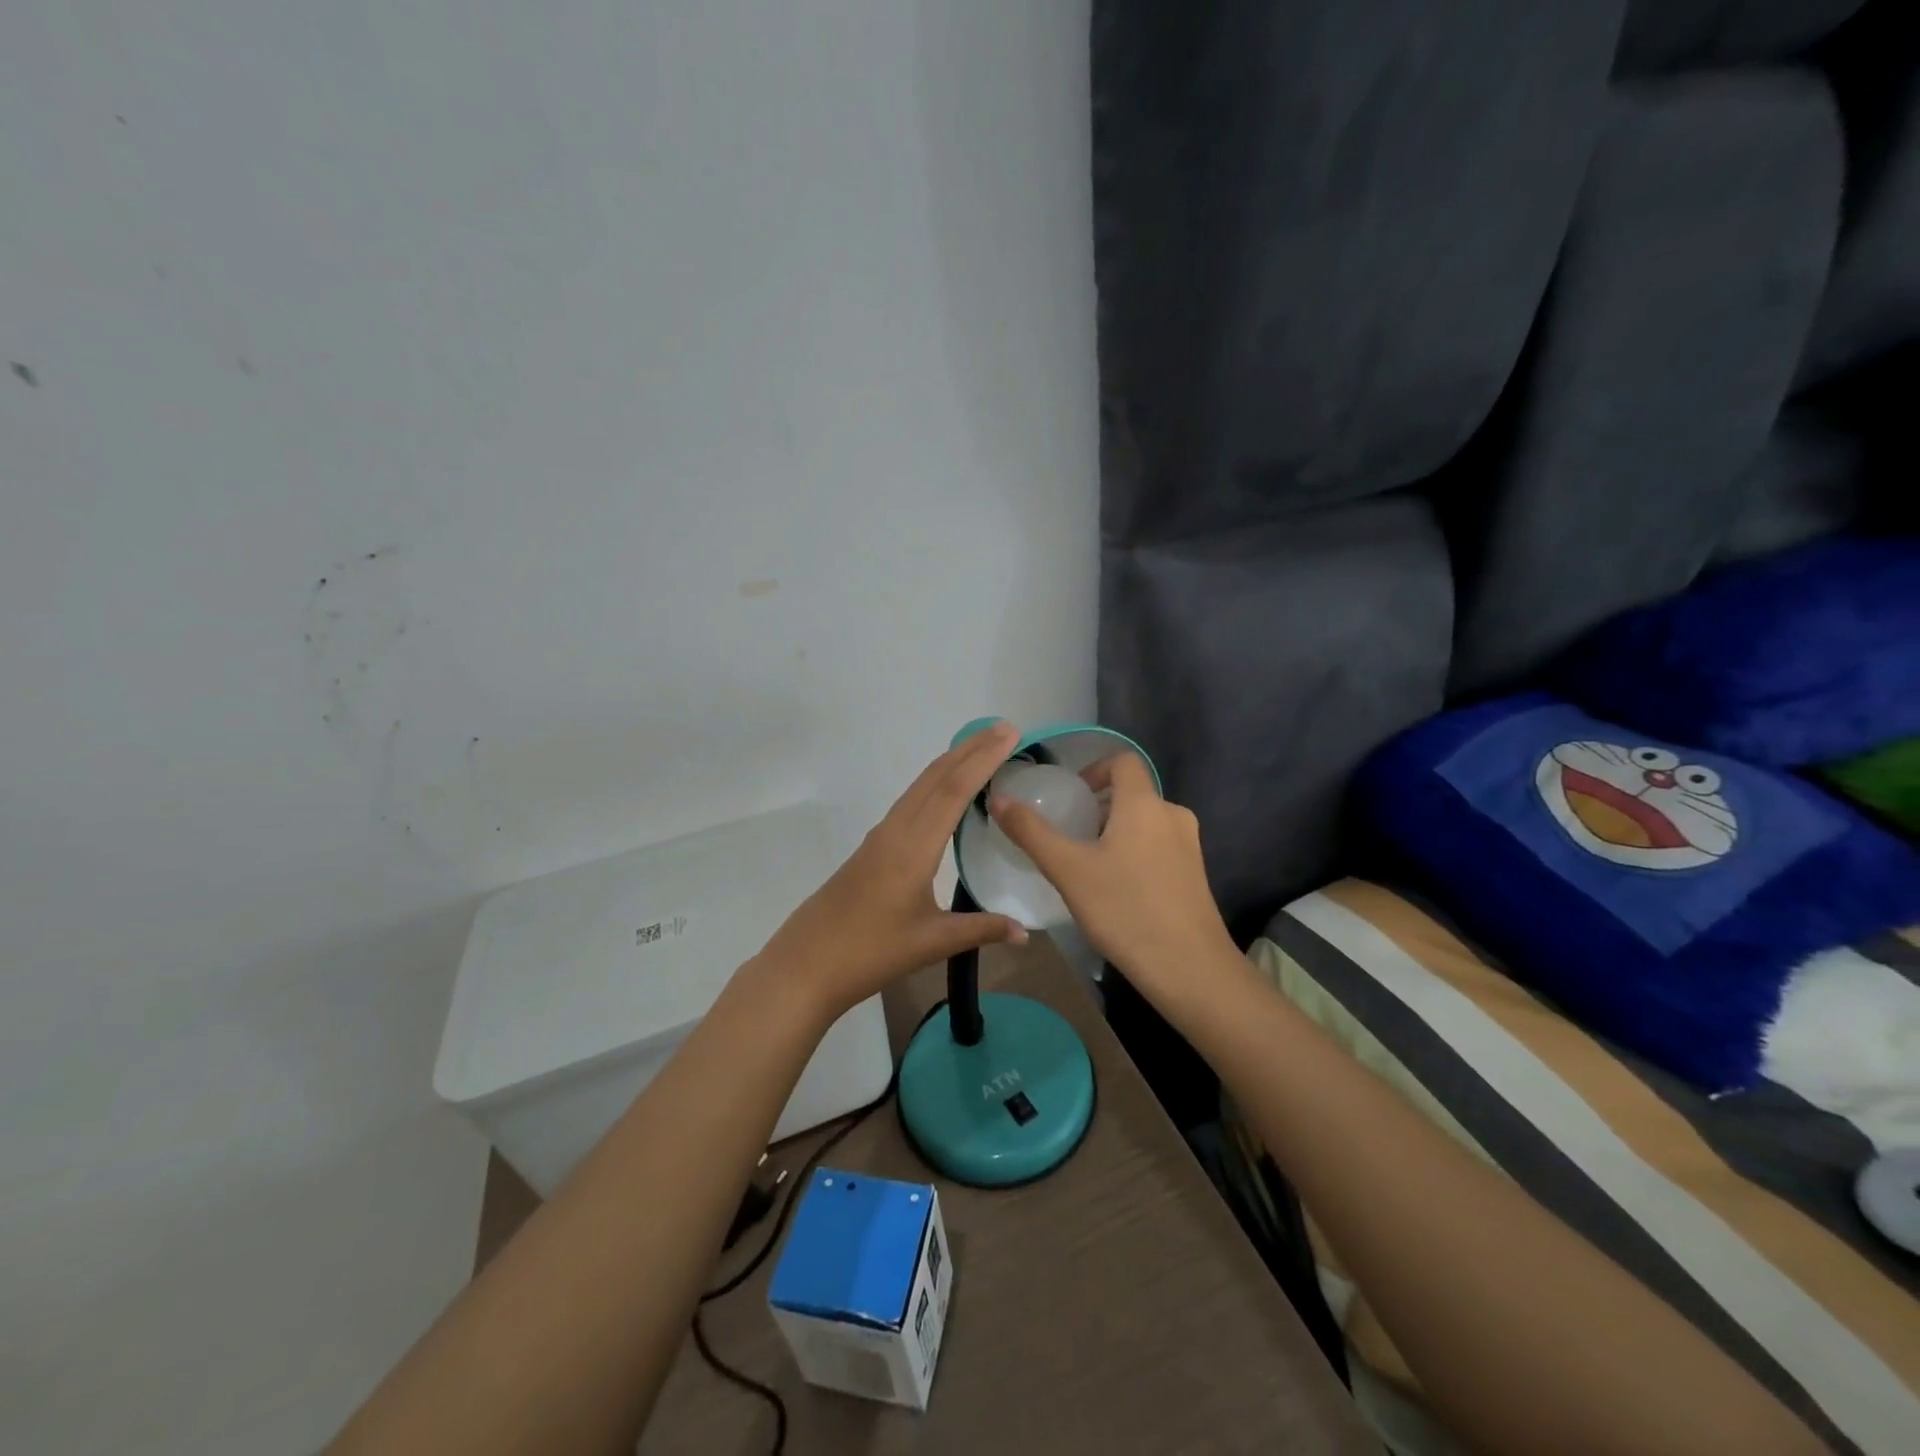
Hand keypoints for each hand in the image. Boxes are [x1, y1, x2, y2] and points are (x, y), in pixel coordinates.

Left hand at [754, 723, 1029, 1017]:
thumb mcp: (932, 943)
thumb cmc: (871, 952)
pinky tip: (946, 794)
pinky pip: (910, 802)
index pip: (953, 791)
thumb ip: (981, 930)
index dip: (983, 759)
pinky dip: (935, 784)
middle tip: (1003, 729)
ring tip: (982, 750)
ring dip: (951, 763)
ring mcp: (881, 836)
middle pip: (935, 777)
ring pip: (920, 787)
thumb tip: (1025, 932)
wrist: (806, 964)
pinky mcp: (872, 847)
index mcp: (913, 847)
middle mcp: (896, 830)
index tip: (1009, 733)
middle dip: (970, 749)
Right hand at [989, 751, 1232, 991]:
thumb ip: (1030, 832)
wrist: (1189, 969)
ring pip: (1146, 822)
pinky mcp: (1196, 875)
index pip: (1123, 761)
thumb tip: (998, 798)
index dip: (1095, 770)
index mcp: (1144, 804)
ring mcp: (1190, 846)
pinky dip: (1136, 853)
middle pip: (1133, 793)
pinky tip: (1118, 890)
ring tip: (1090, 865)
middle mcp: (1173, 815)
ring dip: (1117, 831)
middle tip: (1071, 835)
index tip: (1072, 797)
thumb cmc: (1124, 910)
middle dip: (1100, 807)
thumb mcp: (1068, 870)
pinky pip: (1160, 847)